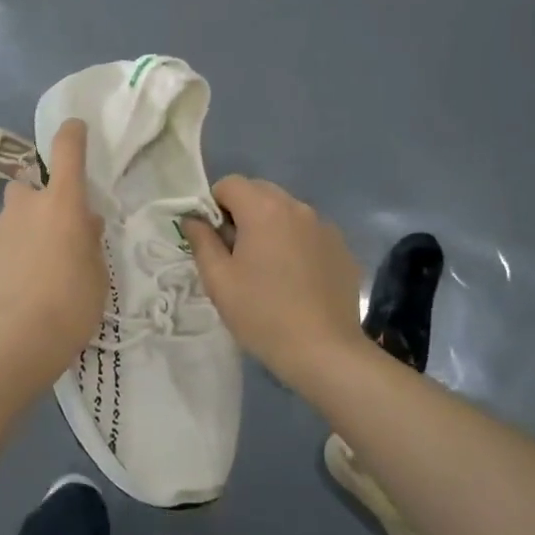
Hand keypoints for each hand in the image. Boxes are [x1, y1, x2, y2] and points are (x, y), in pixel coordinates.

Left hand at [0, 119, 106, 390]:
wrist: (14, 343)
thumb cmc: (70, 308)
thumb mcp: (97, 276)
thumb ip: (89, 241)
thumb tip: (84, 222)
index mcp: (62, 205)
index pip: (67, 151)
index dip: (71, 134)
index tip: (74, 128)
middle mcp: (24, 205)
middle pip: (29, 188)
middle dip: (37, 205)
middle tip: (47, 238)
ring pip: (6, 216)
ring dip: (15, 230)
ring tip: (20, 266)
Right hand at [184, 176, 368, 385]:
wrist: (324, 350)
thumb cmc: (262, 314)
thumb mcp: (218, 280)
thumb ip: (201, 241)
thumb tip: (193, 219)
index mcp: (264, 210)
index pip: (230, 184)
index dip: (214, 206)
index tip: (214, 240)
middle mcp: (297, 207)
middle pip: (260, 192)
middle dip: (242, 212)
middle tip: (236, 254)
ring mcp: (324, 227)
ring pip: (286, 211)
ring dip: (270, 227)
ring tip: (267, 269)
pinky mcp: (341, 248)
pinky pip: (308, 232)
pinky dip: (295, 243)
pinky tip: (294, 280)